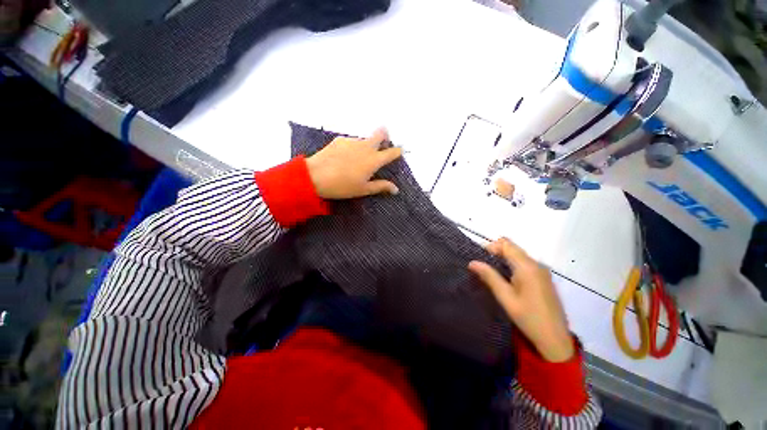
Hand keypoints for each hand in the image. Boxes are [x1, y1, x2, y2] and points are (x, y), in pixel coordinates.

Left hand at [306, 128, 402, 199]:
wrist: (315, 177)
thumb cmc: (343, 186)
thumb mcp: (364, 189)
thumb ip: (381, 186)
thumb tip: (396, 189)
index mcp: (374, 160)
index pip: (392, 152)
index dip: (397, 151)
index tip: (398, 152)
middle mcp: (366, 146)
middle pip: (381, 133)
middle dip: (385, 136)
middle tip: (382, 144)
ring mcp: (352, 141)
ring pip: (365, 139)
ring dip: (366, 146)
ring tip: (356, 160)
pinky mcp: (340, 139)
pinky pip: (351, 141)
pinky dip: (353, 148)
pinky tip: (344, 158)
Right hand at [469, 238, 574, 361]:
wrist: (555, 339)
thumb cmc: (528, 318)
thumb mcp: (505, 297)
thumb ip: (489, 276)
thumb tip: (472, 262)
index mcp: (527, 267)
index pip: (506, 244)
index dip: (491, 247)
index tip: (480, 259)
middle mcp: (537, 264)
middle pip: (513, 248)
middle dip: (496, 253)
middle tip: (483, 268)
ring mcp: (542, 271)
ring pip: (518, 256)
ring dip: (503, 260)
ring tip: (492, 274)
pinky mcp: (544, 278)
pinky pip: (525, 264)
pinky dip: (512, 266)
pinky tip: (506, 280)